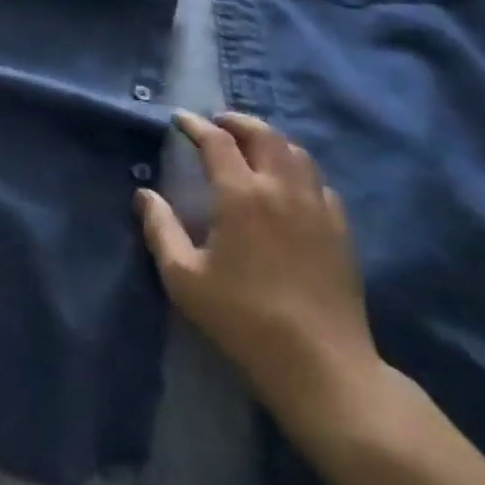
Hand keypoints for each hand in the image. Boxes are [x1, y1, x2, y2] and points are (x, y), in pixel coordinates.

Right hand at [137, 111, 385, 440]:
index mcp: (241, 194)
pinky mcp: (340, 228)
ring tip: (252, 145)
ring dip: (269, 139)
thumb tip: (144, 194)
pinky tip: (290, 185)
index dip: (195, 125)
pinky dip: (298, 169)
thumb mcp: (184, 278)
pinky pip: (318, 182)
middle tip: (217, 122)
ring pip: (295, 152)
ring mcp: (316, 206)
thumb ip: (160, 229)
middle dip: (236, 121)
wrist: (321, 365)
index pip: (216, 141)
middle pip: (262, 134)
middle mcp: (281, 187)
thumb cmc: (243, 319)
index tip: (180, 120)